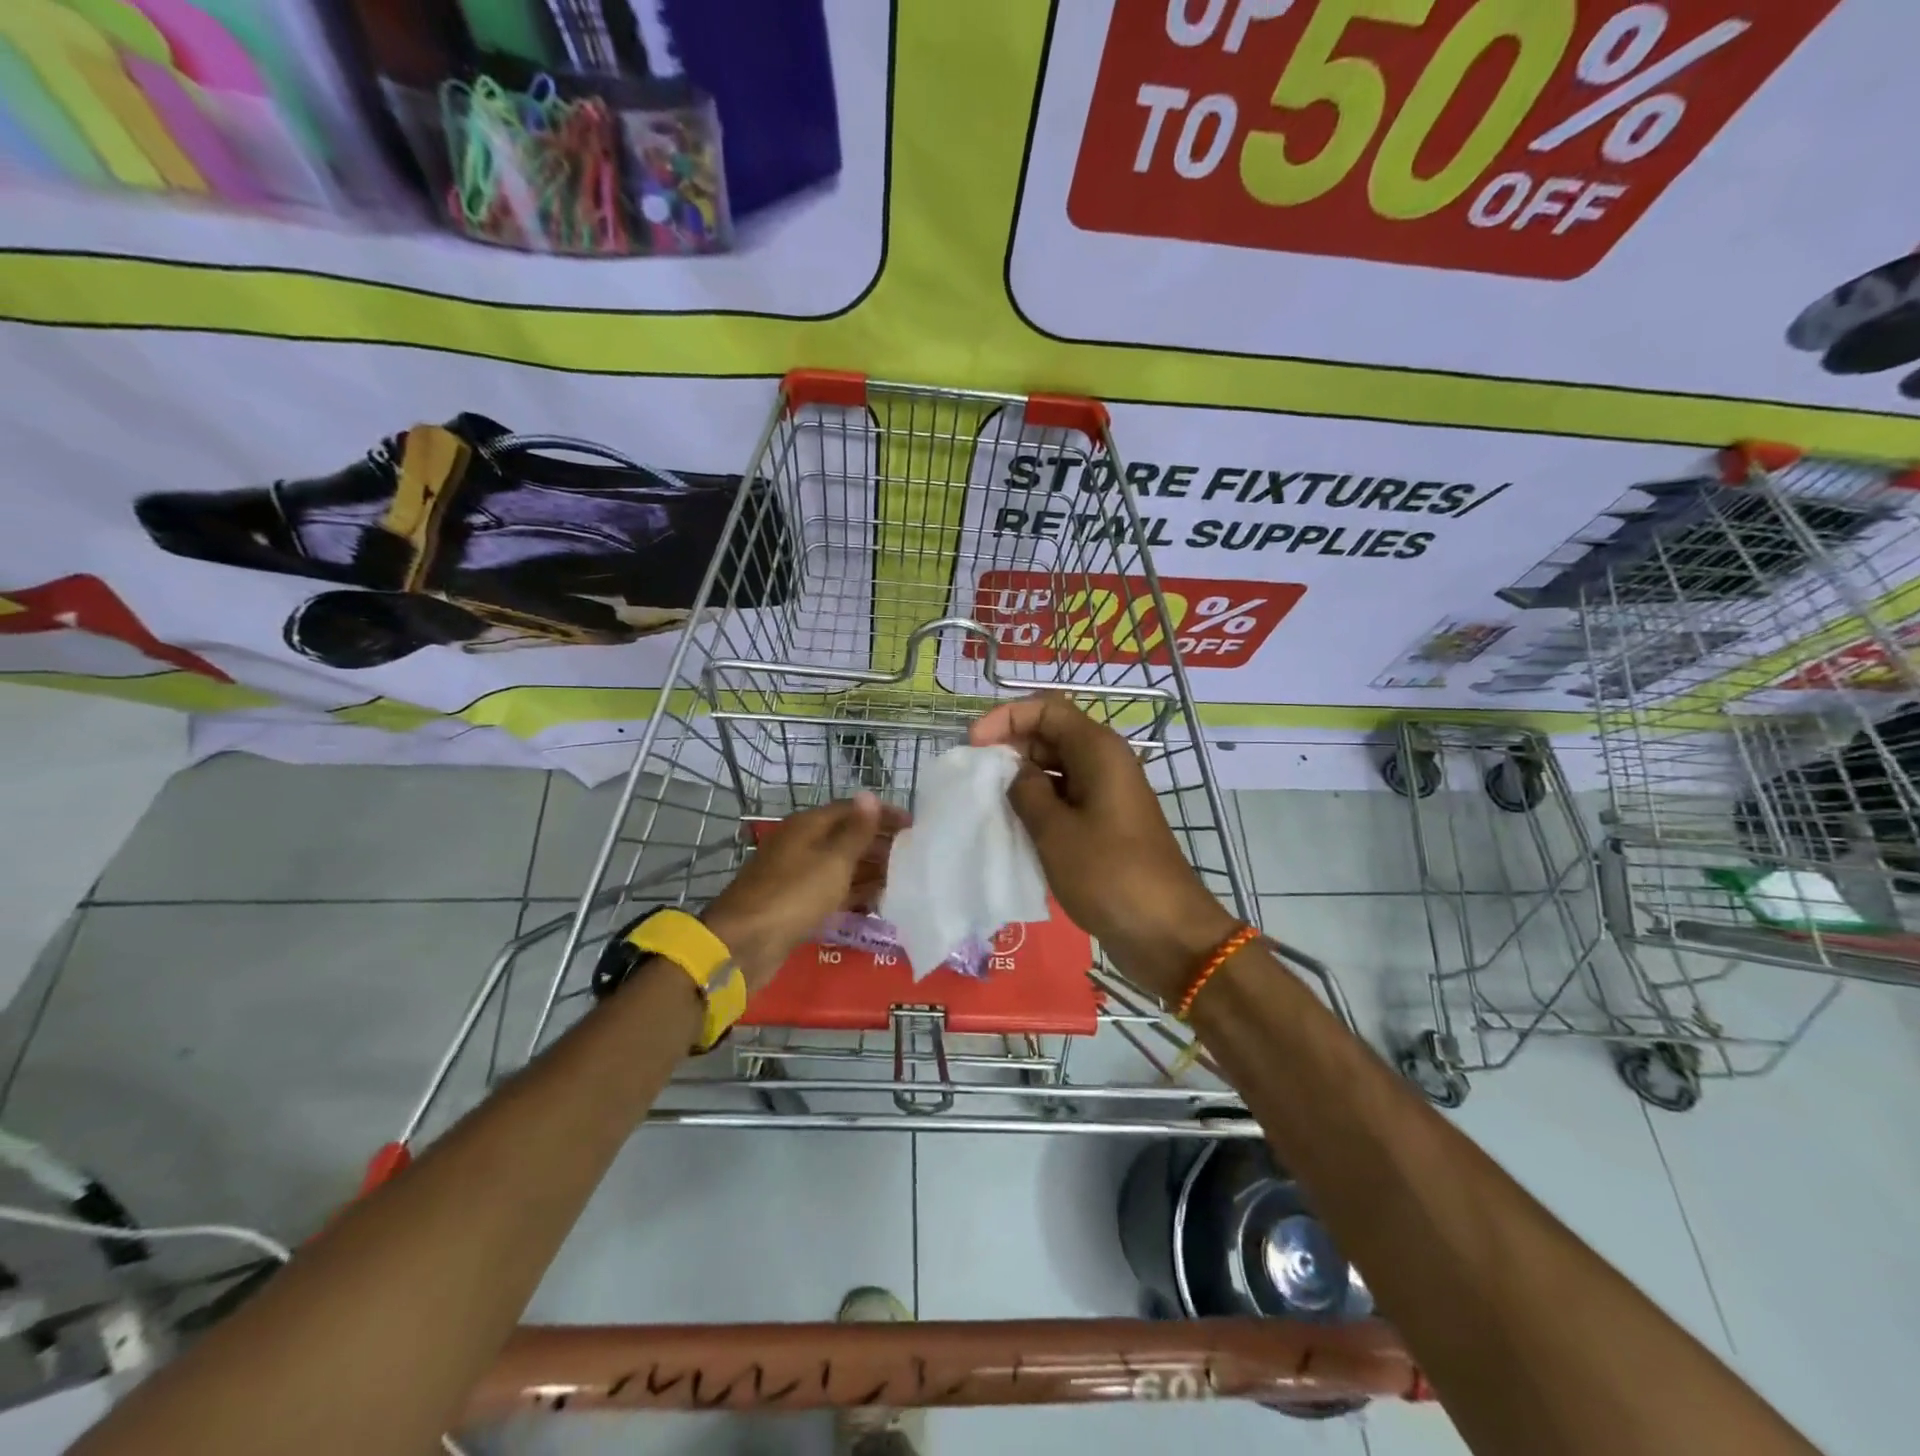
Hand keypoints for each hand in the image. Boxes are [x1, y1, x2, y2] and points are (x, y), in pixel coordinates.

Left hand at [702, 794, 903, 991]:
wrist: (745, 943)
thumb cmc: (794, 895)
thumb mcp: (833, 860)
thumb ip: (856, 830)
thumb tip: (870, 795)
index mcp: (808, 826)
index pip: (852, 810)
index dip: (882, 814)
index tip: (914, 825)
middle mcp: (802, 844)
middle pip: (846, 837)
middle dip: (879, 844)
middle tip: (914, 856)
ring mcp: (798, 875)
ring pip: (841, 865)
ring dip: (870, 870)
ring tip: (903, 878)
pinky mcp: (796, 903)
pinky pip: (832, 891)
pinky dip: (854, 893)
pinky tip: (877, 902)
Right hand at [971, 694, 1239, 1001]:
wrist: (1165, 932)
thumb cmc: (1109, 874)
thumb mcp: (1055, 831)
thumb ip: (1026, 792)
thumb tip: (1015, 773)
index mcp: (1098, 751)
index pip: (1047, 709)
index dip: (1007, 717)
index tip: (974, 744)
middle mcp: (1104, 764)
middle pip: (1051, 735)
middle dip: (1010, 747)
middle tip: (975, 776)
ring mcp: (1106, 795)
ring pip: (1055, 769)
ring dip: (1021, 779)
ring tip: (986, 802)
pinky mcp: (1105, 825)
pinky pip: (1065, 799)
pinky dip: (1038, 805)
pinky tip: (1012, 826)